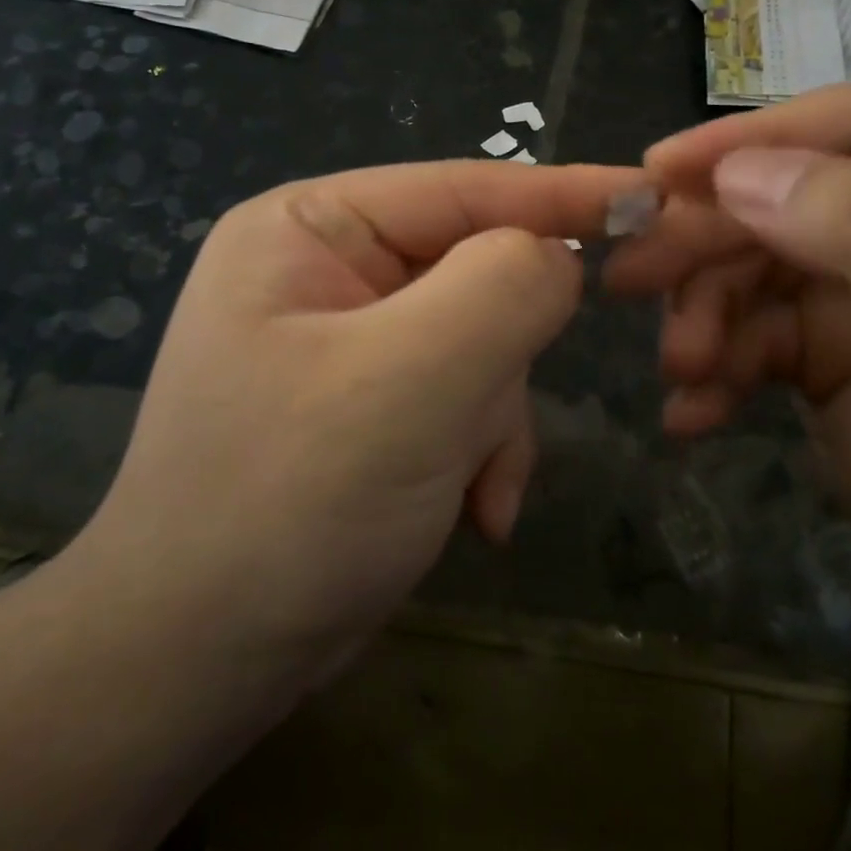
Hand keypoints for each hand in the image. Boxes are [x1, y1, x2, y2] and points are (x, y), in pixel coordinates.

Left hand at [74, 160, 642, 680]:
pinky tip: (469, 514)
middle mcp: (323, 271)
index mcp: (308, 228)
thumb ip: (503, 289)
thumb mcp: (412, 379)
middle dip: (499, 358)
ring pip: (479, 345)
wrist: (196, 662)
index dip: (561, 195)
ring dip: (490, 419)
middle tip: (484, 424)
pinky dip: (478, 454)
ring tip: (465, 489)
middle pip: (473, 274)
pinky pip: (460, 399)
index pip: (460, 188)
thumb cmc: (290, 502)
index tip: (654, 201)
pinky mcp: (368, 405)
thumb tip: (558, 254)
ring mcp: (346, 341)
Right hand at [606, 85, 850, 630]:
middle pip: (779, 198)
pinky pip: (746, 339)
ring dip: (701, 314)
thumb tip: (737, 175)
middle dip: (703, 240)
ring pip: (747, 270)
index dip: (748, 140)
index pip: (848, 126)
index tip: (657, 171)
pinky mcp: (823, 356)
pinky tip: (692, 413)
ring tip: (682, 368)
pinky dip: (713, 371)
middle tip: (629, 277)